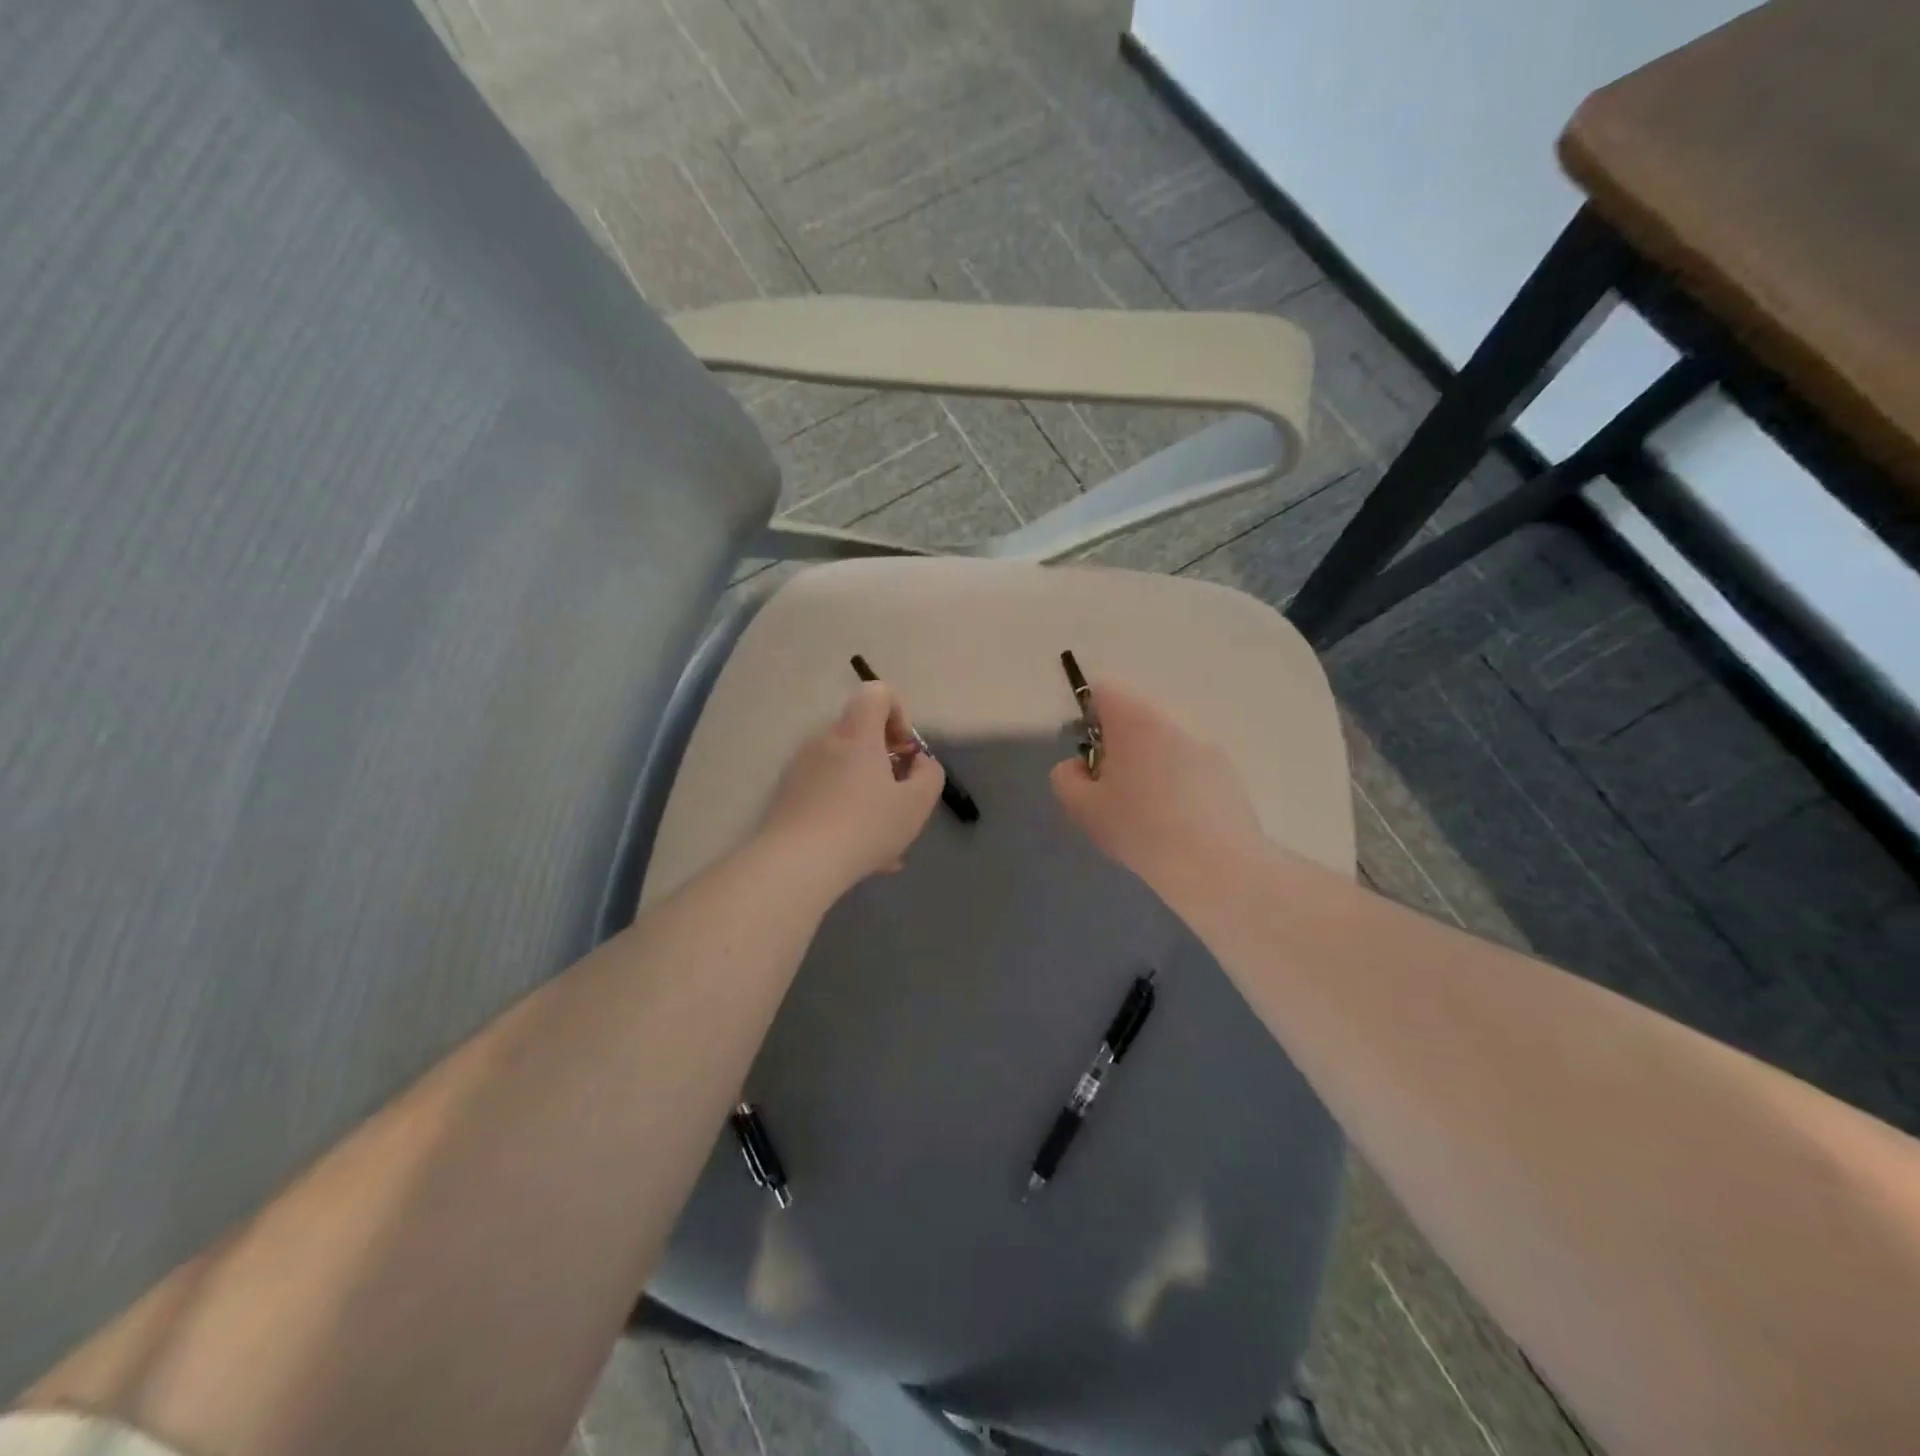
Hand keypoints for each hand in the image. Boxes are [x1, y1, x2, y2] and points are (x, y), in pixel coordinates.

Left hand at [760, 682, 945, 893]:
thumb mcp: (916, 804)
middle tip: (898, 799)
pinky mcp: (786, 795)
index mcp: (856, 734)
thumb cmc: (865, 827)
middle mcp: (824, 741)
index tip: (904, 751)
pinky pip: (825, 791)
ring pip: (844, 769)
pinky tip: (856, 851)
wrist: (796, 864)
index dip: (898, 713)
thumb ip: (929, 775)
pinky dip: (844, 809)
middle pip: (860, 733)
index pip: (876, 692)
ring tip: (881, 839)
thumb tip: (919, 762)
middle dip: (885, 761)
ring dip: (866, 791)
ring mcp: (800, 768)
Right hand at [1050, 681, 1264, 894]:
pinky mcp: (1227, 772)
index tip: (1086, 756)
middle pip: (1134, 718)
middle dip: (1118, 746)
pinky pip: (1189, 764)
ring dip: (1147, 764)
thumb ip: (1066, 778)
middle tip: (1110, 789)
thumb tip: (1078, 766)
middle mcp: (1174, 722)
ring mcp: (1206, 746)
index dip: (1086, 717)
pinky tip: (1175, 821)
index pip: (1103, 692)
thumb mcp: (1084, 809)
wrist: (1217, 867)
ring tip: (1145, 809)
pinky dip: (1175, 781)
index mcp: (1136, 721)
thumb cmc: (1142, 829)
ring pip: (1163, 743)